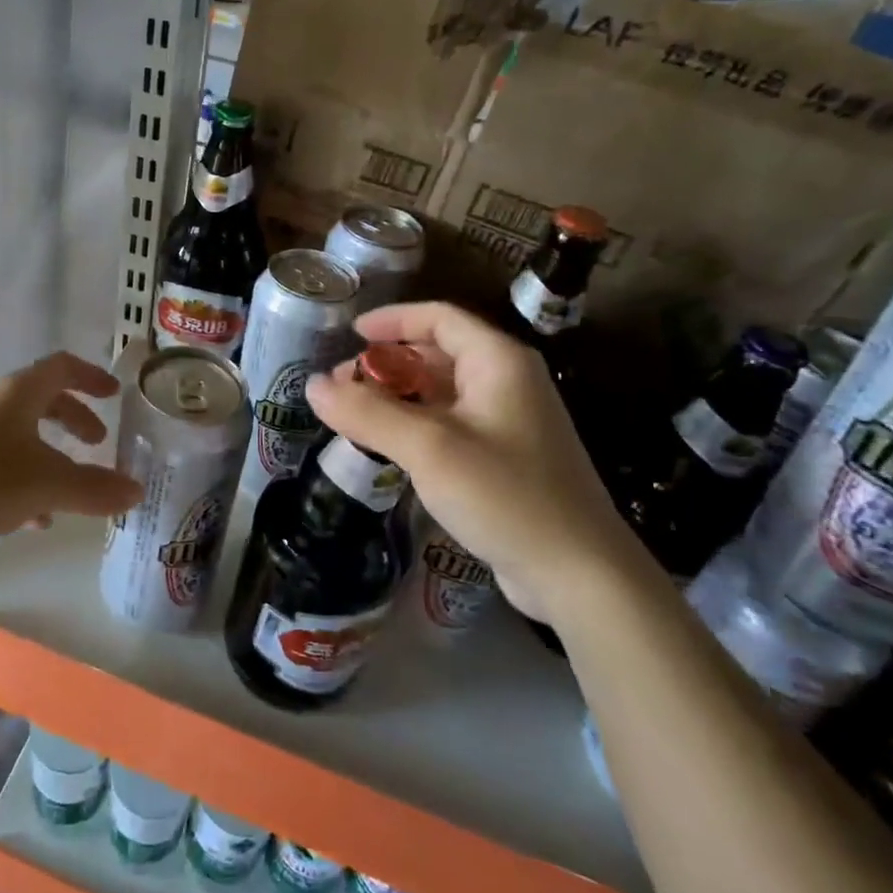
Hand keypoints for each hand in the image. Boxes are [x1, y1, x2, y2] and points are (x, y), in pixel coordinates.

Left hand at [0, 351, 140, 555]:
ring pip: (21, 436)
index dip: (92, 376)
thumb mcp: (44, 484)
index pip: (62, 367)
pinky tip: (31, 520)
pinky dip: (24, 482)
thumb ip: (93, 488)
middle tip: (98, 443)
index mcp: (18, 394)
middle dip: (74, 419)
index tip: (115, 394)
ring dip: (51, 456)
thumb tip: (136, 489)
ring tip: (71, 492)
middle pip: (43, 401)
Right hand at [306, 301, 653, 624]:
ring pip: (443, 393)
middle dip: (387, 365)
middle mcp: (508, 383)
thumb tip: (312, 385)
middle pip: (438, 354)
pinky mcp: (507, 460)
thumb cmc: (506, 495)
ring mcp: (510, 423)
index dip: (392, 320)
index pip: (439, 318)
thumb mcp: (428, 449)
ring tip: (354, 417)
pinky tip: (389, 448)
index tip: (349, 334)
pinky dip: (416, 426)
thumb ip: (367, 413)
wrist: (580, 575)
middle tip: (342, 386)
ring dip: (398, 398)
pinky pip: (451, 425)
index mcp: (498, 362)